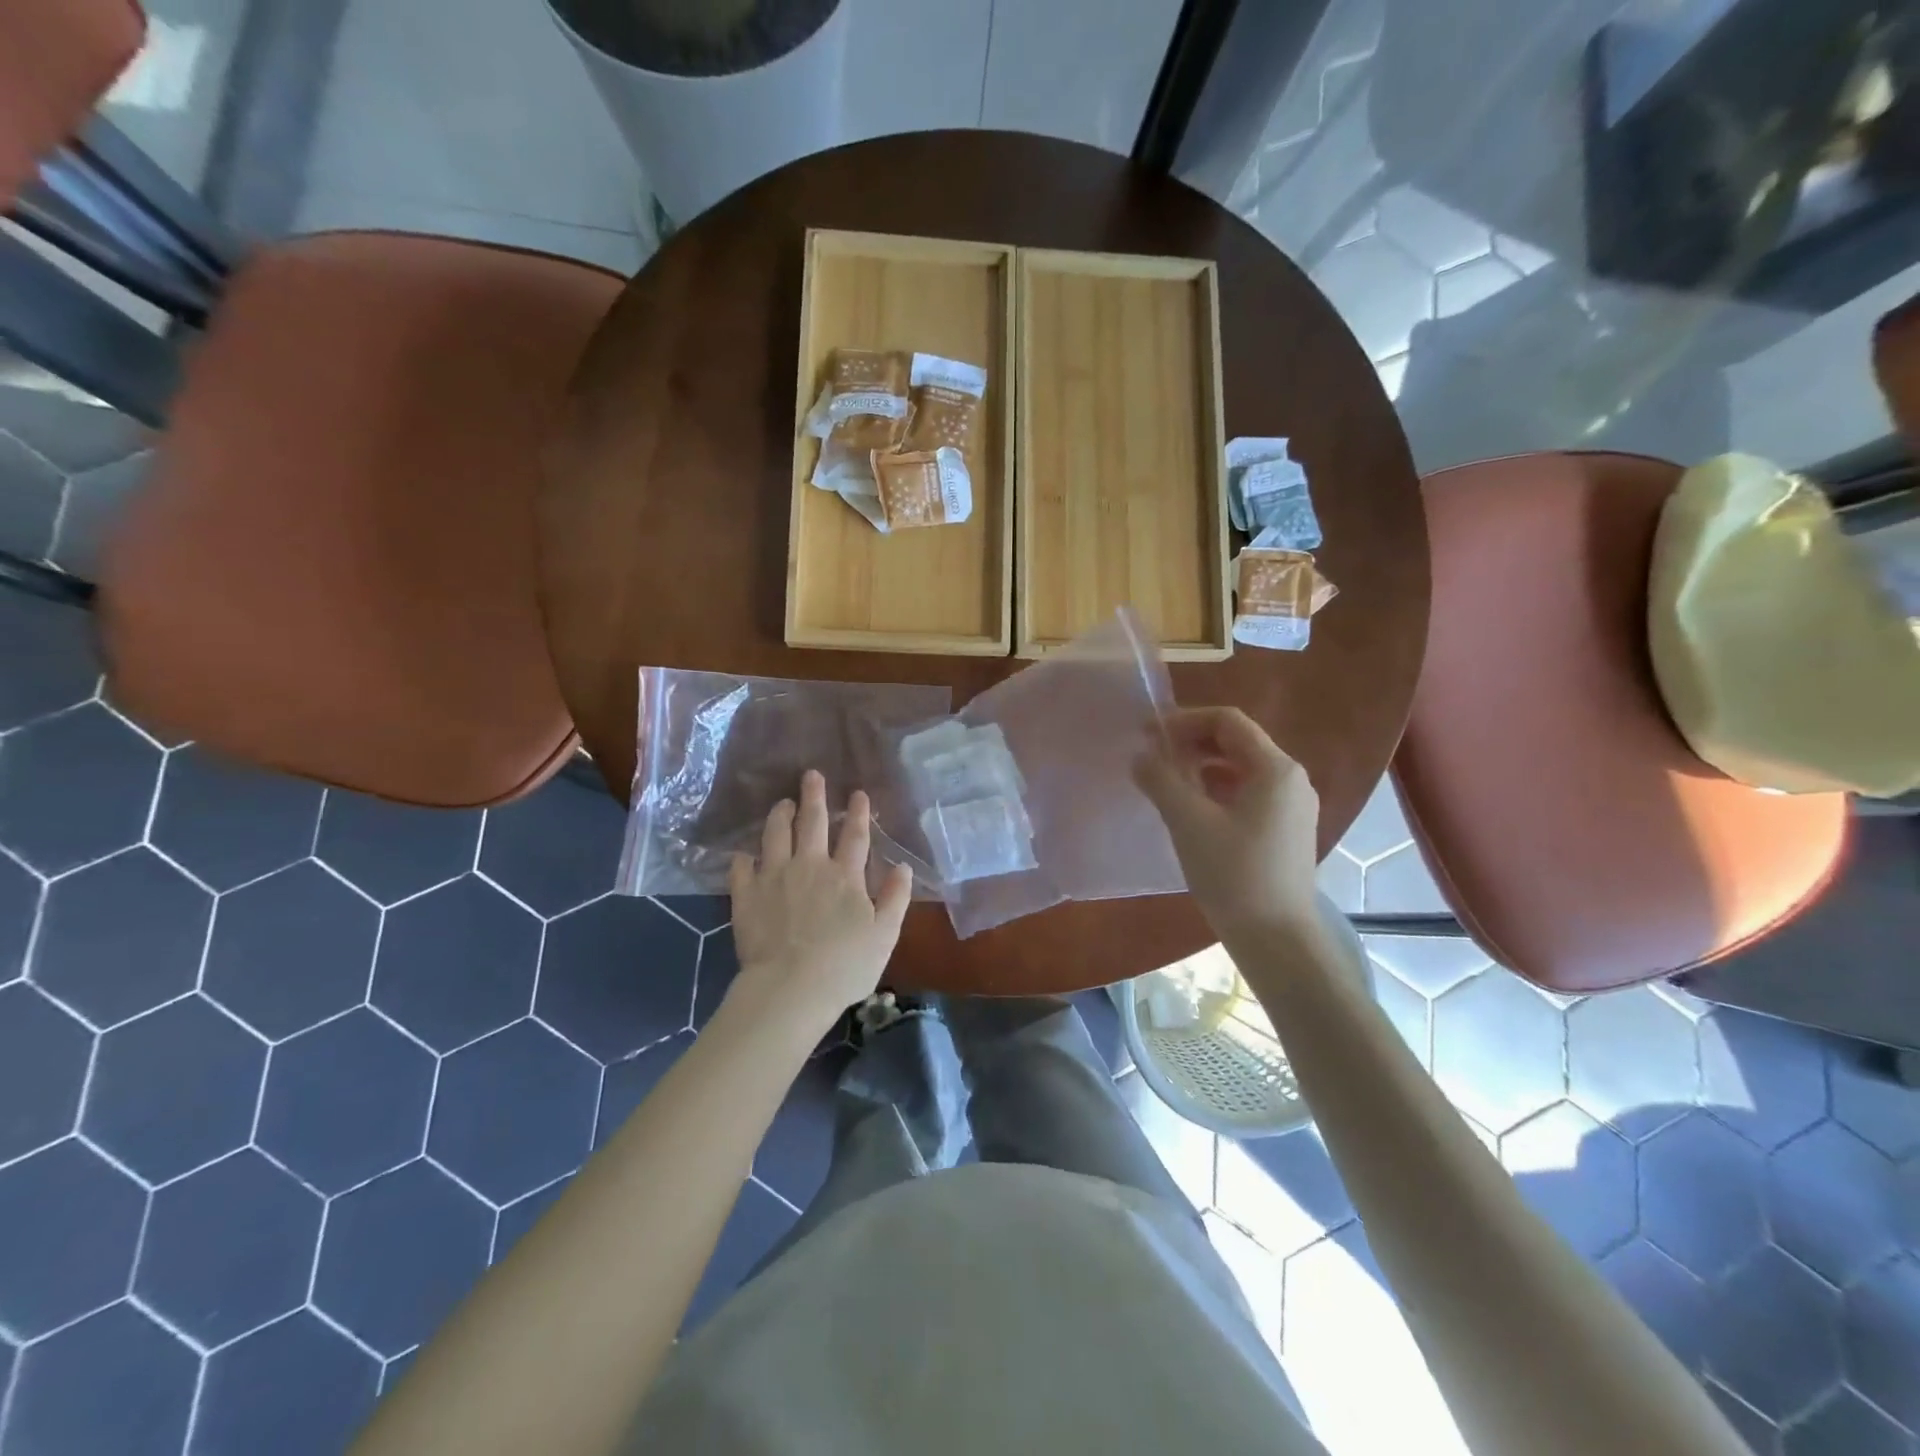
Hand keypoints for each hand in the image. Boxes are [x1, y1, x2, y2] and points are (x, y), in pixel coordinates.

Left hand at [727, 770, 912, 1031]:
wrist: (790, 988)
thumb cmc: (845, 966)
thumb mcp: (884, 935)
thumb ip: (895, 898)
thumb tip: (904, 867)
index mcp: (845, 876)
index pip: (854, 835)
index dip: (858, 812)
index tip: (858, 793)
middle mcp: (809, 866)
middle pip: (812, 822)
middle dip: (814, 796)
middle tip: (811, 775)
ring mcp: (774, 877)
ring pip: (775, 835)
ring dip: (780, 815)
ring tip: (782, 803)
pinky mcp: (746, 895)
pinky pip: (741, 868)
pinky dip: (743, 858)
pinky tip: (743, 854)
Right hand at [1134, 707, 1320, 938]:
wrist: (1276, 939)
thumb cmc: (1234, 875)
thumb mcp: (1189, 822)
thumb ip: (1161, 780)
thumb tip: (1140, 756)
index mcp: (1275, 768)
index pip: (1227, 721)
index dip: (1184, 720)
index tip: (1147, 734)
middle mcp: (1291, 779)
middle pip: (1236, 742)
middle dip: (1192, 741)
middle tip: (1153, 755)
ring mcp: (1291, 806)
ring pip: (1241, 768)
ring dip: (1201, 765)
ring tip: (1166, 780)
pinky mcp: (1285, 830)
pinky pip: (1247, 792)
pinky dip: (1215, 788)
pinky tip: (1190, 807)